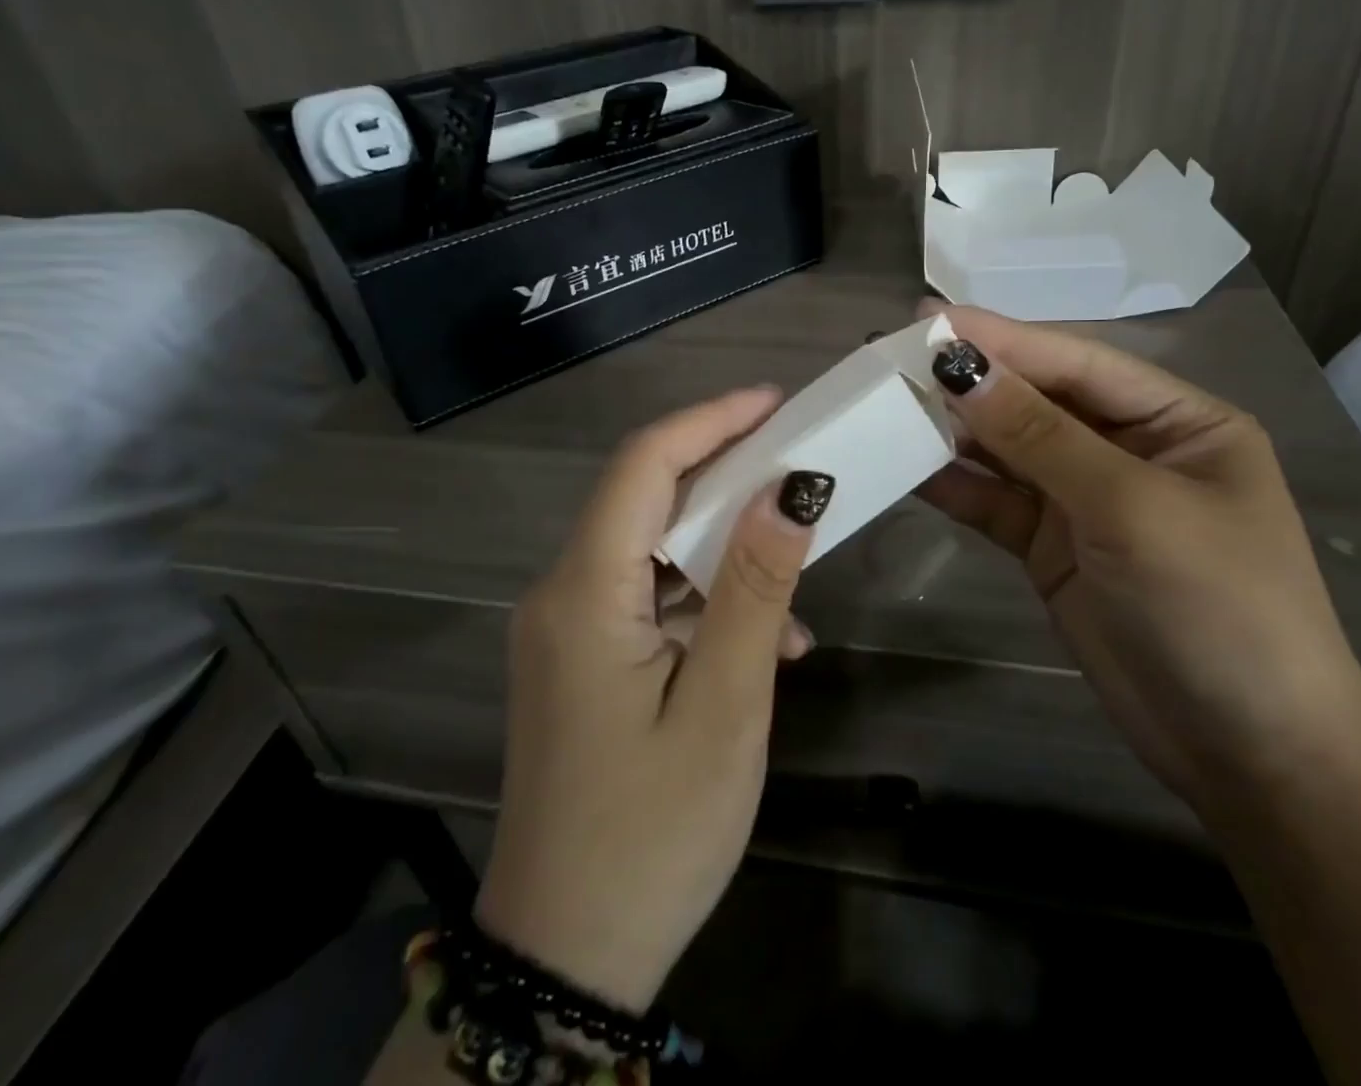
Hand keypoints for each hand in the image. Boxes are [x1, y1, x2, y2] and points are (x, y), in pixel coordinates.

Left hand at [474, 387, 833, 1012]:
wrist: (567, 958)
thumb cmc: (653, 834)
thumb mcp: (724, 707)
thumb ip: (755, 590)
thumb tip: (789, 489)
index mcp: (583, 594)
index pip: (643, 466)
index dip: (710, 421)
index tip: (776, 403)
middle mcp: (562, 593)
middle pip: (644, 497)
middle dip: (724, 472)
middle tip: (798, 463)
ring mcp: (568, 627)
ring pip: (651, 547)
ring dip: (723, 547)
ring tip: (796, 565)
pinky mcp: (583, 658)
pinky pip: (648, 597)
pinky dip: (705, 599)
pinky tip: (764, 642)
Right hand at [915, 302, 1360, 810]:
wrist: (1248, 755)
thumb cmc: (1218, 608)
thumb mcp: (1131, 508)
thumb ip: (1040, 436)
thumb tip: (959, 368)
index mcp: (1177, 421)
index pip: (1077, 363)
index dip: (1003, 339)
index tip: (927, 319)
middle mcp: (1129, 450)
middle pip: (1036, 401)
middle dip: (971, 381)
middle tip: (891, 355)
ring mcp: (1086, 502)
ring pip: (1007, 451)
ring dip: (953, 430)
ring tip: (885, 403)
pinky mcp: (1051, 549)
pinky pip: (995, 503)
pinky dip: (954, 485)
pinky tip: (907, 466)